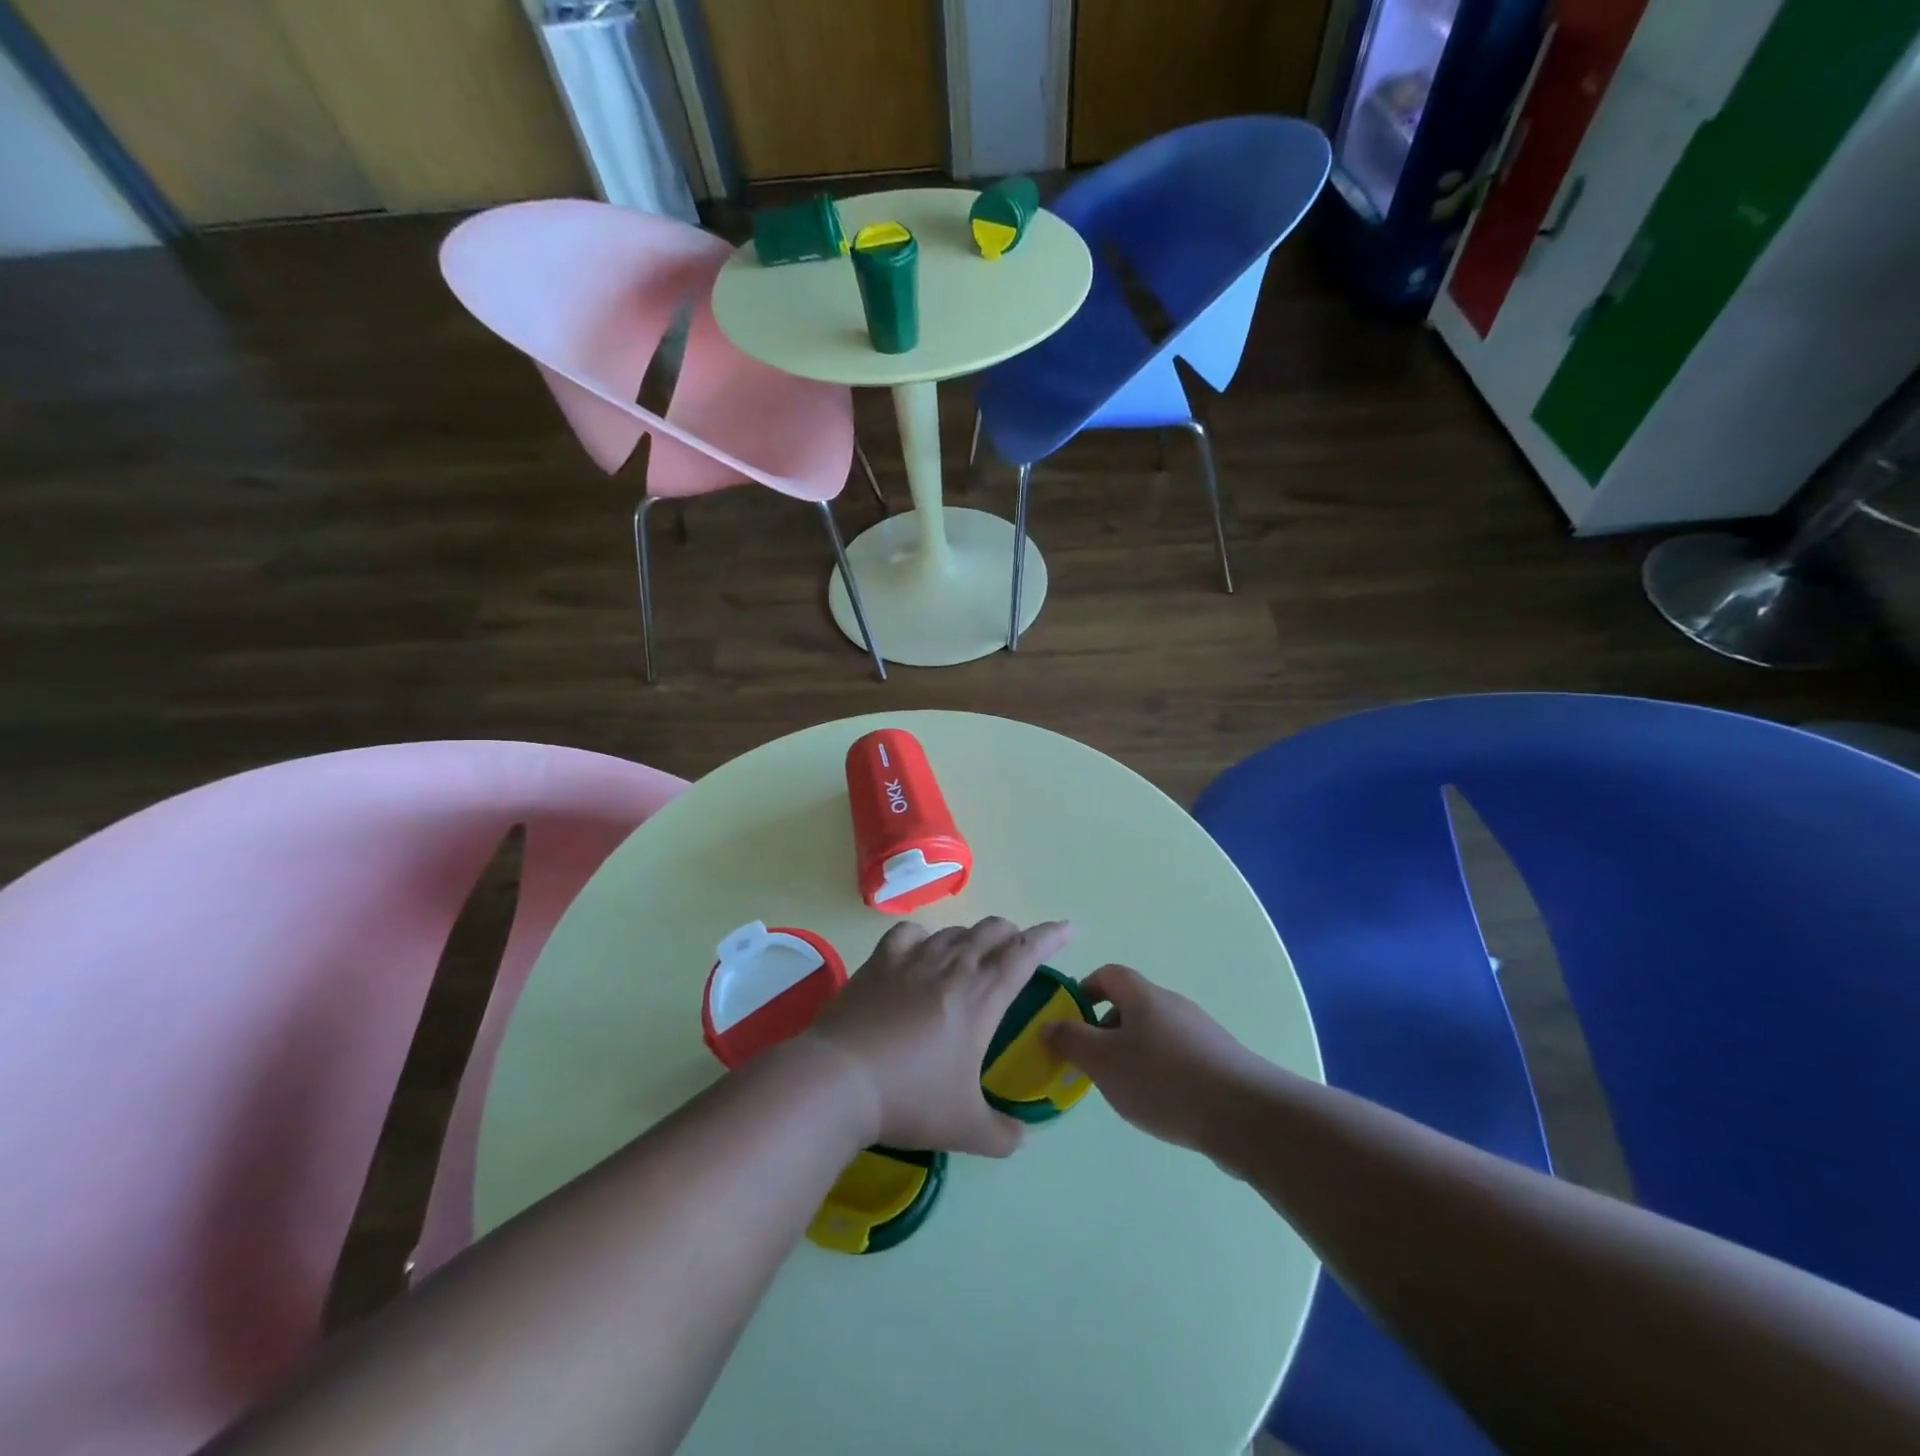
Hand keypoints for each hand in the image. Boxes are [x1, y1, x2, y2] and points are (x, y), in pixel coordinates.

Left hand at [805, 917, 1073, 1157]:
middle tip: (1018, 951)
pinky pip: (908, 933)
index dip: (1050, 936)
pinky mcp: (879, 961)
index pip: (1026, 952)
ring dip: (972, 937)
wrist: (840, 1080)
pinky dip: (923, 937)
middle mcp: (953, 966)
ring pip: (954, 931)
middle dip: (1013, 935)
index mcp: (982, 996)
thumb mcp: (965, 1128)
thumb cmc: (910, 1099)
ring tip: (972, 955)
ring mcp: (913, 958)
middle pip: (992, 932)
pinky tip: (920, 950)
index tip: (1068, 928)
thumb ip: (1002, 1134)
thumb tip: (1023, 1138)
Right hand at [1045, 964, 1263, 1151]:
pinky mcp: (1219, 1060)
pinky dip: (1160, 1071)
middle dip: (1105, 1030)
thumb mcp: (1103, 1061)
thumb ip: (1071, 1041)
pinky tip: (1161, 1104)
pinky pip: (1177, 1056)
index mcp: (1142, 995)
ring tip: (1124, 1090)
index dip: (1084, 990)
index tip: (1069, 1020)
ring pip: (1153, 1033)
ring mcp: (1199, 1031)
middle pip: (1130, 1004)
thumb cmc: (1163, 1079)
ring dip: (1132, 1053)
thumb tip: (1048, 1024)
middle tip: (1092, 1064)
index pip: (1108, 974)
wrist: (1245, 1115)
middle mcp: (1172, 1004)